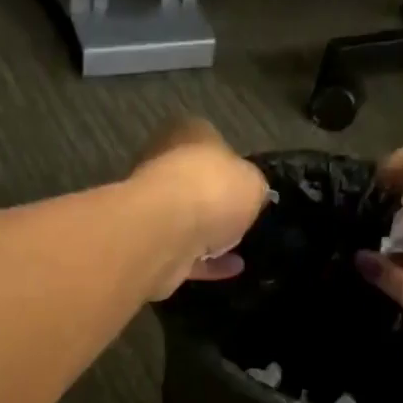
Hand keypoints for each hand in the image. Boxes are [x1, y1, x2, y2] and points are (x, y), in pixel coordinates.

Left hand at [129, 118, 268, 300]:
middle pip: (197, 184)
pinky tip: (231, 269)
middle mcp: (163, 164)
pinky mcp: (149, 244)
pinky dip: (206, 262)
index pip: (213, 144)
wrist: (165, 233)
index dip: (234, 167)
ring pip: (188, 221)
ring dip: (210, 236)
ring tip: (240, 250)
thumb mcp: (253, 182)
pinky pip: (185, 253)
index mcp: (187, 133)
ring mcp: (152, 206)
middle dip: (218, 204)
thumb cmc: (213, 191)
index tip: (250, 190)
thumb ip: (253, 187)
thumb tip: (252, 196)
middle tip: (244, 222)